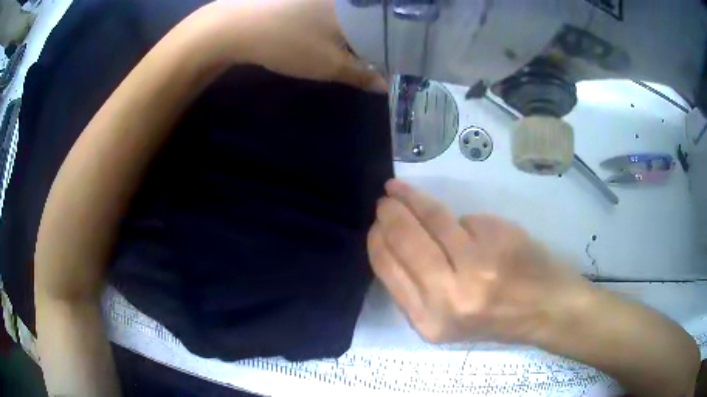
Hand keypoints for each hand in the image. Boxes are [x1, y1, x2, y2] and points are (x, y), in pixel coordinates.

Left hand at [198, 0, 386, 91]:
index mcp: (357, 5)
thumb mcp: (329, 65)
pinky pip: (334, 10)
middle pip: (373, 16)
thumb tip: (385, 85)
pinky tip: (335, 34)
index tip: (404, 57)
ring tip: (364, 47)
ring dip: (361, 30)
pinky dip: (340, 23)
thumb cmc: (288, 42)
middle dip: (382, 36)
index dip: (400, 41)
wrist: (236, 27)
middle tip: (386, 55)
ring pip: (354, 13)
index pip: (391, 23)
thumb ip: (362, 75)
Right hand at [368, 179, 590, 344]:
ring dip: (412, 199)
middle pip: (405, 239)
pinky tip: (468, 228)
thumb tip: (394, 243)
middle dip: (390, 213)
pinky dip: (462, 220)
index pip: (387, 268)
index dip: (377, 240)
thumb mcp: (446, 322)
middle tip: (385, 200)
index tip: (376, 224)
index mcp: (429, 321)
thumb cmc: (495, 319)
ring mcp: (477, 265)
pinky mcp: (498, 240)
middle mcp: (448, 296)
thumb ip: (417, 289)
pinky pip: (465, 219)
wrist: (545, 310)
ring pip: (432, 218)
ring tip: (400, 190)